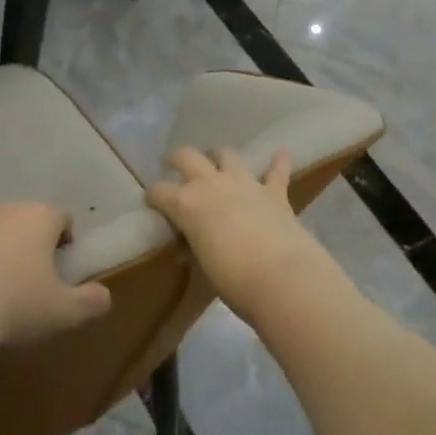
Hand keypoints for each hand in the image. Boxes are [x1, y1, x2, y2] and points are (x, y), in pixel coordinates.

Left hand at [0, 202, 110, 346]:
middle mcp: (5, 208)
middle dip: (32, 240)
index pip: (61, 217)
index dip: (65, 238)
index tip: (62, 264)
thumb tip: (104, 296)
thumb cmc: (15, 305)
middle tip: (32, 276)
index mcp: (40, 217)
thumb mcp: (64, 311)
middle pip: (26, 218)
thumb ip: (91, 301)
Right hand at [147, 149, 324, 315]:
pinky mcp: (274, 192)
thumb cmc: (233, 280)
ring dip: (219, 158)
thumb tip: (187, 248)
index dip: (154, 197)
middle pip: (187, 157)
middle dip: (177, 160)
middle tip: (175, 167)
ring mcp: (244, 184)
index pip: (159, 191)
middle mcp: (211, 184)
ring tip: (217, 165)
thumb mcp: (202, 265)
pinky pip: (277, 170)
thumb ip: (194, 247)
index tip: (154, 204)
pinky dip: (278, 162)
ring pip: (226, 155)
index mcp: (186, 204)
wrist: (282, 278)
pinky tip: (281, 154)